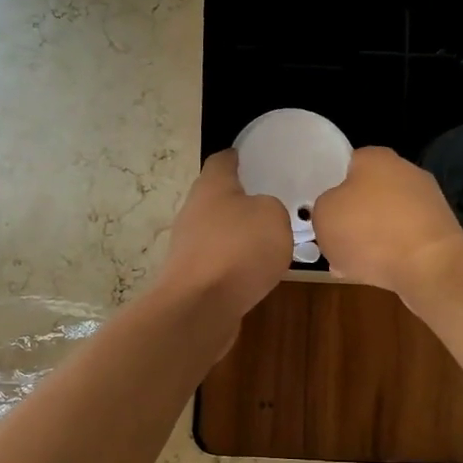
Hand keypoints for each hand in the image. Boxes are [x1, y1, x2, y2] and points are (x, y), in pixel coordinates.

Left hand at [156, 149, 292, 322]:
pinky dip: (234, 263)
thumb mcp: (274, 216)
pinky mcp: (191, 277)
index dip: (237, 157)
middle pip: (216, 197)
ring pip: (216, 231)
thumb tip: (263, 216)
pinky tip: (253, 273)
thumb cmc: (238, 249)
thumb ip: (272, 208)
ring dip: (237, 234)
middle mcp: (194, 211)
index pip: (221, 160)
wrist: (201, 306)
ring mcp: (188, 246)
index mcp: (211, 186)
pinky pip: (218, 261)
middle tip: (269, 202)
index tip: (250, 157)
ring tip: (266, 241)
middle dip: (238, 199)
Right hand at [311, 146, 462, 295]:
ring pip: (385, 219)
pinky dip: (390, 253)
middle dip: (351, 217)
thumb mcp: (323, 215)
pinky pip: (404, 239)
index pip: (345, 164)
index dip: (330, 187)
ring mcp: (427, 200)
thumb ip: (323, 207)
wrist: (429, 267)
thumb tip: (335, 212)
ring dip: (369, 239)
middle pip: (367, 193)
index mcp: (375, 157)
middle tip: (333, 240)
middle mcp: (405, 170)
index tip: (321, 211)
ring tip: (350, 264)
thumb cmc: (369, 232)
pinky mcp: (440, 230)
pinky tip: (376, 273)